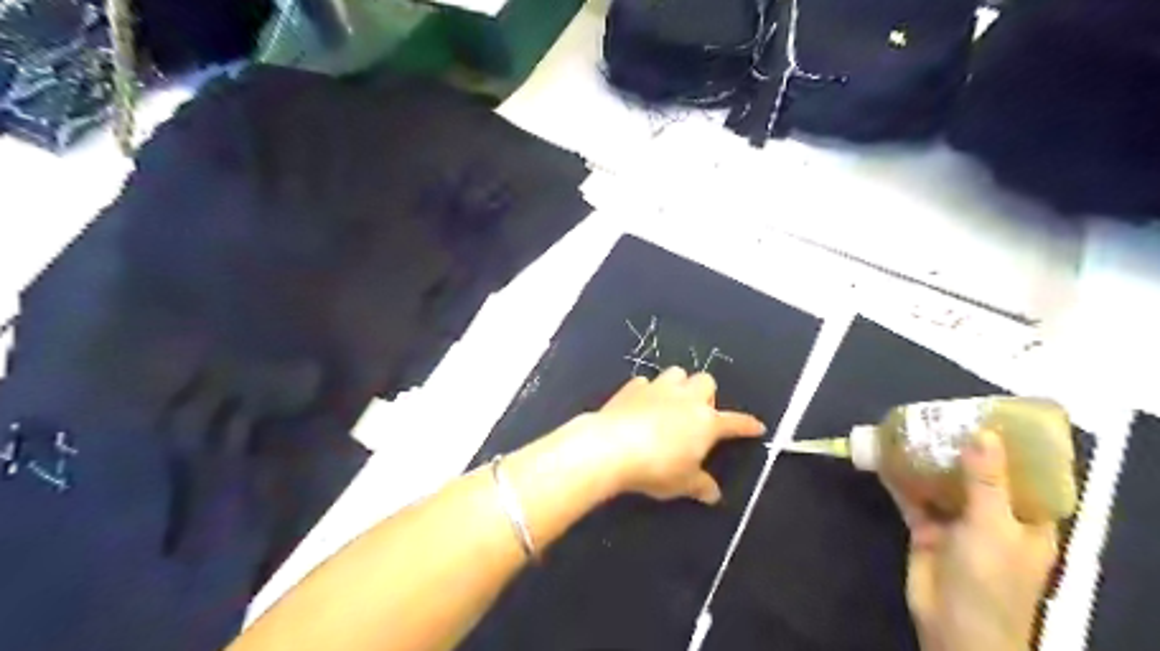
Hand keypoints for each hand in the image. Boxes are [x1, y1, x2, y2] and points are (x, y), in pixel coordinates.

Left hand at [585, 369, 768, 506]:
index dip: (747, 425)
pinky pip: (646, 382)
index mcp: (706, 422)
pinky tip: (641, 404)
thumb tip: (713, 494)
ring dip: (678, 385)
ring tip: (670, 402)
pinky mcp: (633, 387)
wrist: (612, 446)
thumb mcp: (682, 483)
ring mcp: (658, 388)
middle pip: (706, 381)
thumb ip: (700, 486)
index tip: (756, 426)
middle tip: (696, 414)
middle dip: (705, 394)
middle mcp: (686, 398)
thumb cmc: (656, 467)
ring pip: (677, 373)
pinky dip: (647, 391)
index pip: (734, 422)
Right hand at [890, 431, 1058, 650]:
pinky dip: (900, 480)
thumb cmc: (990, 580)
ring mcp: (958, 523)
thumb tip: (982, 434)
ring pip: (943, 484)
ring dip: (928, 461)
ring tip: (912, 429)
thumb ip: (986, 481)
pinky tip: (886, 458)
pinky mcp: (926, 530)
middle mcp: (994, 518)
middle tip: (942, 416)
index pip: (1026, 477)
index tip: (992, 417)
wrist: (953, 626)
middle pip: (979, 475)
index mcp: (1027, 520)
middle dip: (960, 448)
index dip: (1013, 448)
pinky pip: (914, 498)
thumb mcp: (993, 526)